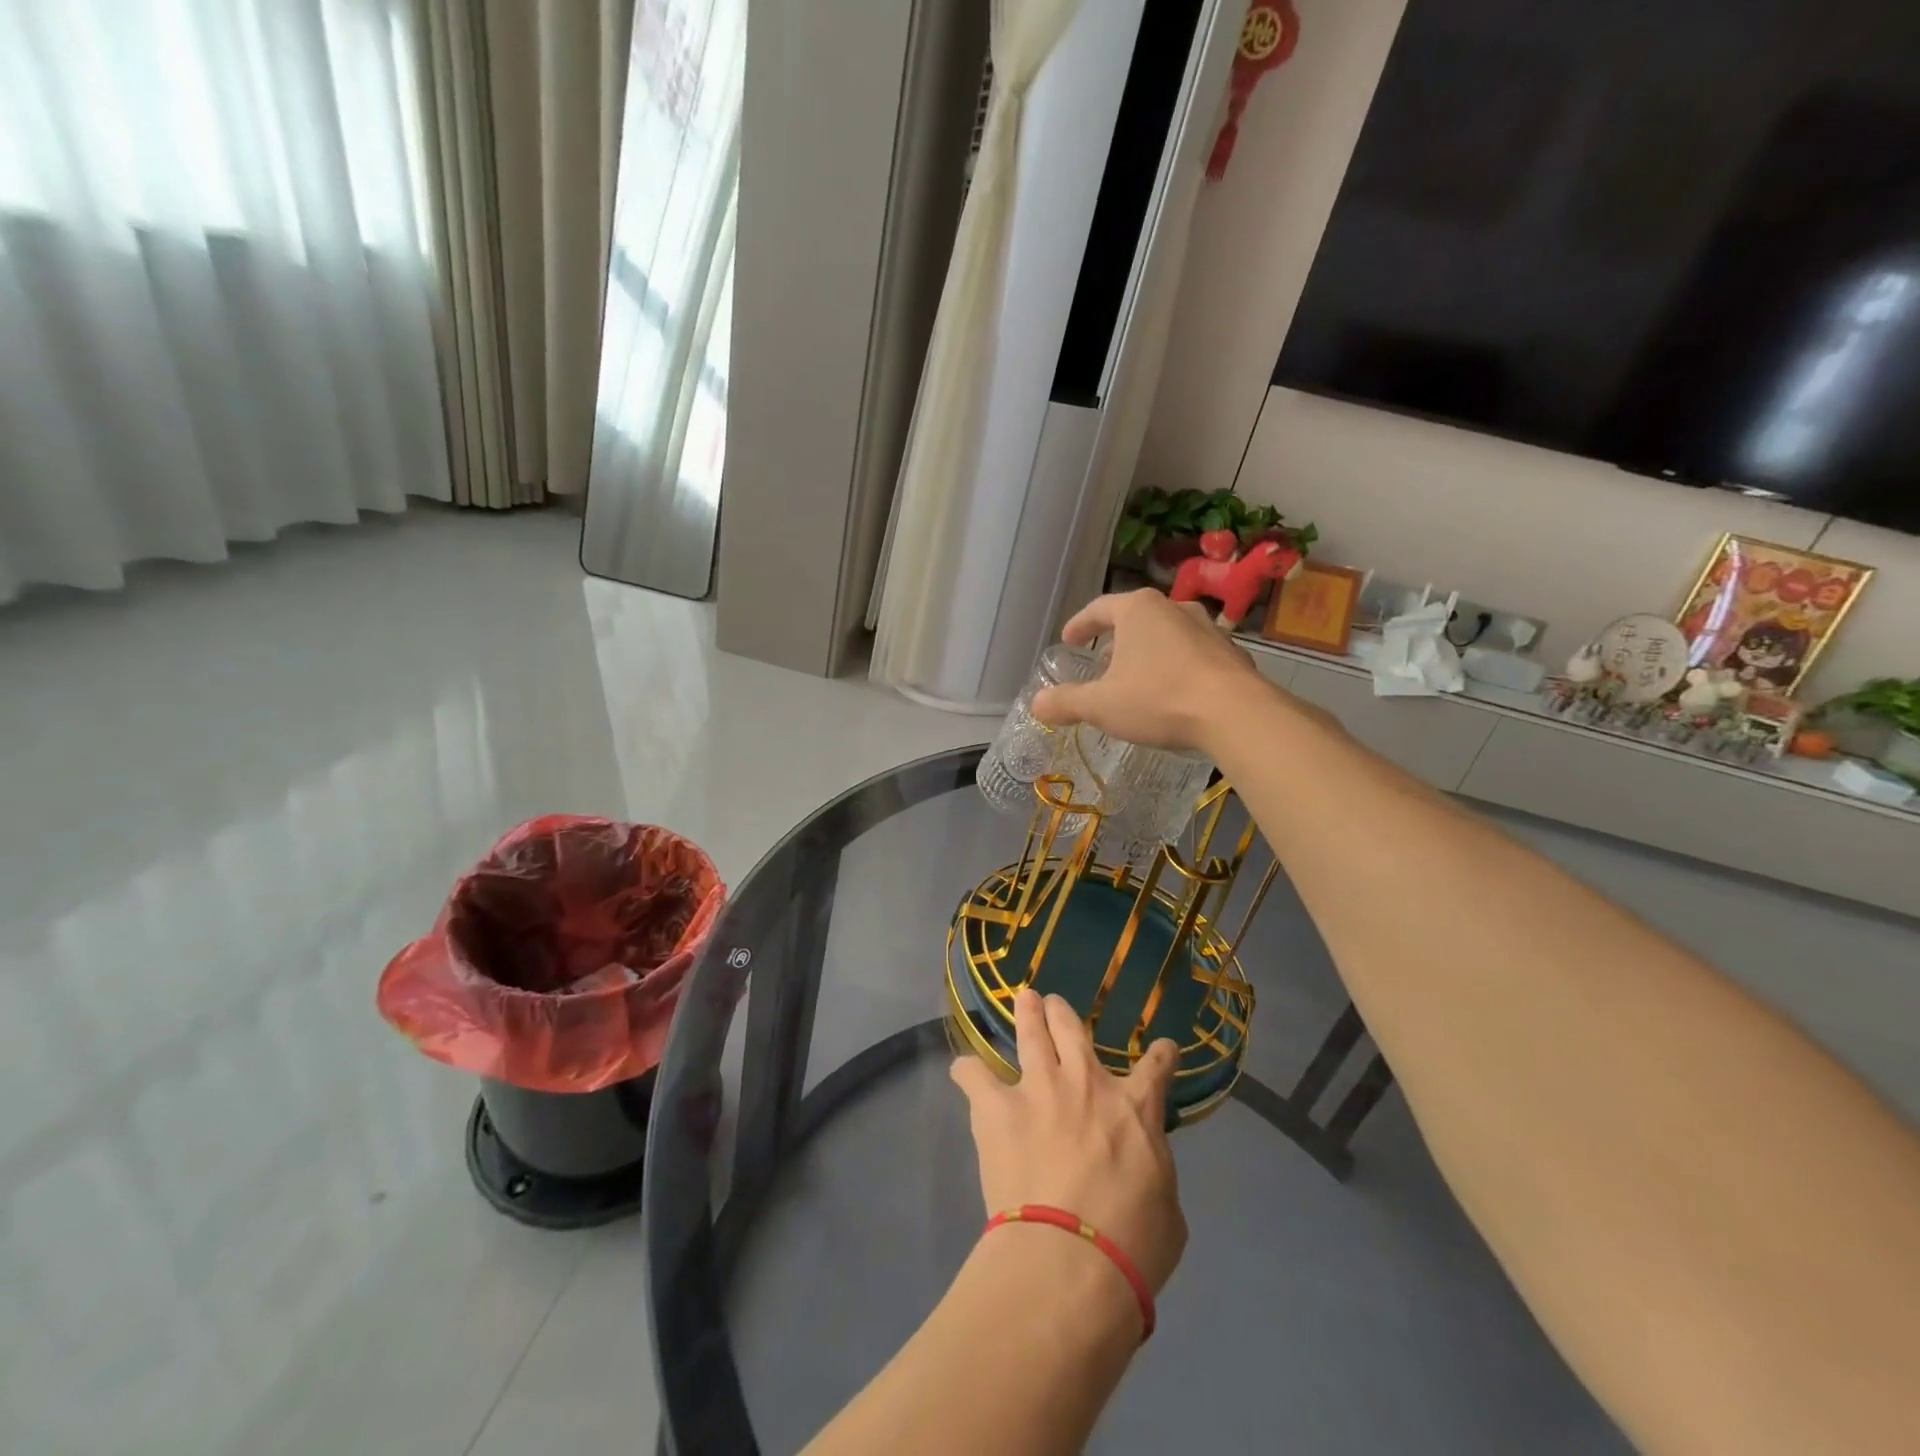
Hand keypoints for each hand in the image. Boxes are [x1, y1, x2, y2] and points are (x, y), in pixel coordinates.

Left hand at [950, 989, 1187, 1294]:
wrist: (1070, 1258)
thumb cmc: (1133, 1245)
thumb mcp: (1168, 1211)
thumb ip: (1156, 1173)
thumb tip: (1146, 1168)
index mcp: (1135, 1108)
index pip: (1155, 1067)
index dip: (1161, 1054)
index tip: (1162, 1048)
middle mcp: (1085, 1082)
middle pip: (1073, 1029)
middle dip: (1063, 1013)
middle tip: (1055, 1006)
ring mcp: (1038, 1088)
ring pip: (1030, 1032)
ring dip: (1026, 1013)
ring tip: (1023, 1000)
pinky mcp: (997, 1107)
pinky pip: (974, 1075)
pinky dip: (968, 1072)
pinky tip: (964, 1071)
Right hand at [1031, 589, 1262, 753]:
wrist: (1236, 713)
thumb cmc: (1159, 699)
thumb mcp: (1102, 705)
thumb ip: (1066, 702)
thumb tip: (1037, 703)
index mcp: (1138, 609)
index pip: (1098, 609)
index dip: (1079, 625)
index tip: (1069, 640)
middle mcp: (1173, 607)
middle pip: (1134, 619)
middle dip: (1115, 640)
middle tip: (1101, 663)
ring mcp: (1207, 627)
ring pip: (1165, 634)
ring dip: (1147, 653)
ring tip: (1136, 678)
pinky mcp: (1230, 651)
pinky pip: (1192, 654)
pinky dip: (1175, 666)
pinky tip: (1172, 692)